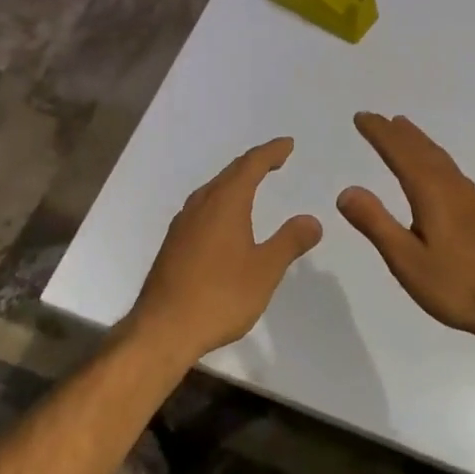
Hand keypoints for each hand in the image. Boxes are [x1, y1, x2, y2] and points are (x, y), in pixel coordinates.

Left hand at [126, 138, 322, 362]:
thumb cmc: (219, 296)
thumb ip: (289, 242)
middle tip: (275, 159)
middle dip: (254, 162)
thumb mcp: (264, 270)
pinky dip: (221, 200)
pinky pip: (203, 206)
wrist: (162, 329)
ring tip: (252, 183)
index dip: (271, 152)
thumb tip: (312, 220)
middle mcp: (201, 203)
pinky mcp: (174, 242)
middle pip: (230, 172)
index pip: (251, 164)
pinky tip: (224, 219)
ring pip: (214, 189)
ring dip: (235, 181)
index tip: (287, 145)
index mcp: (225, 202)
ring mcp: (183, 222)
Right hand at [339, 113, 474, 344]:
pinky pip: (451, 170)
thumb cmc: (459, 286)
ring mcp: (471, 198)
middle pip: (420, 149)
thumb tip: (346, 191)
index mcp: (431, 192)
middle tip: (376, 118)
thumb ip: (376, 224)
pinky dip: (435, 158)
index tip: (361, 117)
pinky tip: (439, 171)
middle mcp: (452, 186)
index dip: (379, 133)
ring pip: (439, 158)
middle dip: (396, 133)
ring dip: (418, 141)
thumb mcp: (407, 261)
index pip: (399, 153)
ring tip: (403, 130)